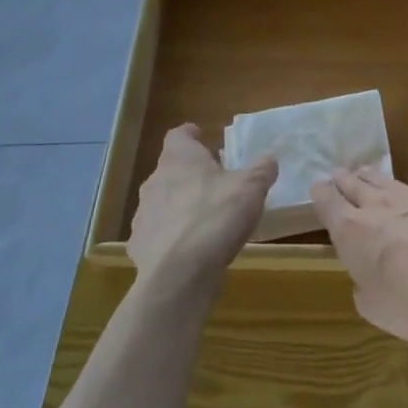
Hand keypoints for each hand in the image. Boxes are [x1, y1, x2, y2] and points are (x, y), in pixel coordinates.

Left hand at [128, 125, 276, 287]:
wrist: (179, 273)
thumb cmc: (216, 217)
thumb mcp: (251, 187)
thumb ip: (261, 169)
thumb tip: (269, 159)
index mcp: (180, 159)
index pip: (178, 136)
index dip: (190, 135)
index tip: (202, 137)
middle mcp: (155, 181)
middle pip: (170, 169)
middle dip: (189, 174)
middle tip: (213, 182)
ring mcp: (143, 215)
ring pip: (161, 201)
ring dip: (179, 205)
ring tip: (203, 218)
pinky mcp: (138, 246)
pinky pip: (156, 234)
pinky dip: (170, 237)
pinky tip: (188, 249)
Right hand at [309, 166, 407, 346]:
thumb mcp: (375, 309)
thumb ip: (365, 291)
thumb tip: (366, 281)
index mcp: (353, 232)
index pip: (329, 205)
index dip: (321, 195)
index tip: (317, 185)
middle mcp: (380, 207)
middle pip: (356, 186)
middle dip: (345, 179)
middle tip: (338, 172)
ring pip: (388, 180)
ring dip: (374, 176)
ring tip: (365, 170)